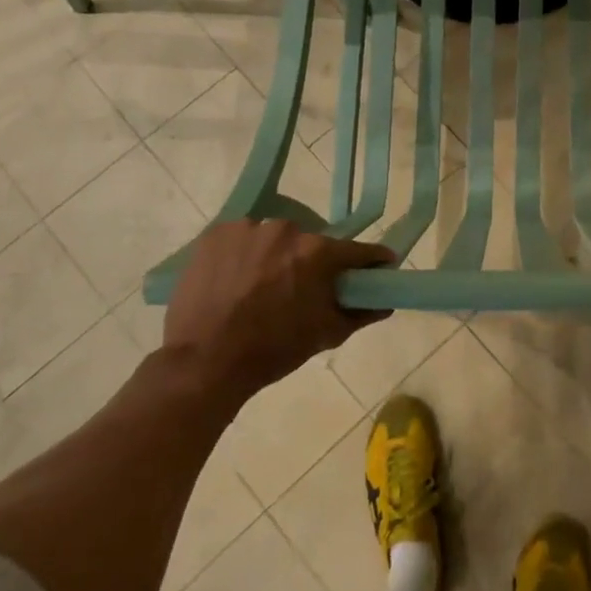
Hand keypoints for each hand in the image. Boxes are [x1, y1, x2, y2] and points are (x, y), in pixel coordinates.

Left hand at [161, 220, 393, 401]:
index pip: (357, 251)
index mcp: (318, 252)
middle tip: (302, 288)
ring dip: (275, 256)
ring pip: (273, 239)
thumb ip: (361, 313)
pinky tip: (234, 279)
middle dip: (312, 262)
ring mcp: (248, 228)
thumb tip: (385, 302)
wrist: (205, 362)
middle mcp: (287, 230)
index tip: (379, 267)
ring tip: (260, 286)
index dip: (371, 261)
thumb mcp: (326, 334)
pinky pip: (242, 238)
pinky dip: (244, 254)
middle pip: (310, 242)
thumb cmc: (273, 350)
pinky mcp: (216, 234)